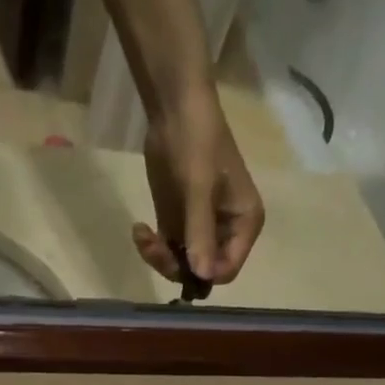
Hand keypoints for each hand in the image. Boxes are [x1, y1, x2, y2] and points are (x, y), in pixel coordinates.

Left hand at [135, 85, 265, 286]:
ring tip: (143, 235)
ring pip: (183, 265)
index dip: (205, 274)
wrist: (174, 108)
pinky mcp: (179, 224)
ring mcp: (201, 231)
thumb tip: (203, 276)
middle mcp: (226, 233)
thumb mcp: (199, 187)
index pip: (228, 268)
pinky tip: (139, 230)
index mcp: (244, 224)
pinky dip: (152, 248)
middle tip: (153, 247)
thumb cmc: (197, 141)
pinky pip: (168, 251)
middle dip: (177, 266)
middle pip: (203, 271)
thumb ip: (201, 233)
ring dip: (160, 258)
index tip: (181, 261)